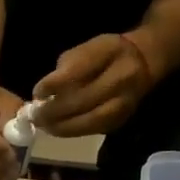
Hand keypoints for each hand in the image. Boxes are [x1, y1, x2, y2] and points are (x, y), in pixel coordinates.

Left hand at [33, 34, 153, 137]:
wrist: (144, 62)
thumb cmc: (105, 54)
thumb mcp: (87, 47)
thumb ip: (67, 67)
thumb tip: (44, 93)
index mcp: (110, 51)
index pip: (78, 70)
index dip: (54, 84)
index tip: (37, 92)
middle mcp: (122, 77)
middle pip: (83, 100)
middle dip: (54, 111)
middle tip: (34, 116)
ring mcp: (125, 101)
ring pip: (89, 120)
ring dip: (61, 126)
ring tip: (44, 126)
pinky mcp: (122, 119)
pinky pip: (93, 129)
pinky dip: (72, 131)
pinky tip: (58, 129)